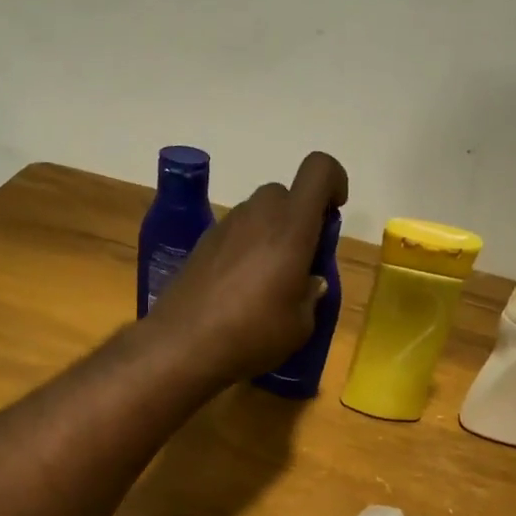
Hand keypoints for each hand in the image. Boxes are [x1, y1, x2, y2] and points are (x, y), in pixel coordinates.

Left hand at [147, 152, 347, 383]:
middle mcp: (257, 214)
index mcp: (291, 226)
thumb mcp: (300, 325)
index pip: (319, 169)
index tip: (334, 213)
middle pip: (285, 194)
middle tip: (301, 259)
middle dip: (299, 218)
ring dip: (271, 234)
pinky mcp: (201, 244)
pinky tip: (239, 289)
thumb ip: (311, 295)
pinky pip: (235, 233)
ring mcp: (224, 226)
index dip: (334, 181)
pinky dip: (245, 248)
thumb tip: (309, 281)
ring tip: (269, 281)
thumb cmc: (252, 334)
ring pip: (258, 213)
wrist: (181, 345)